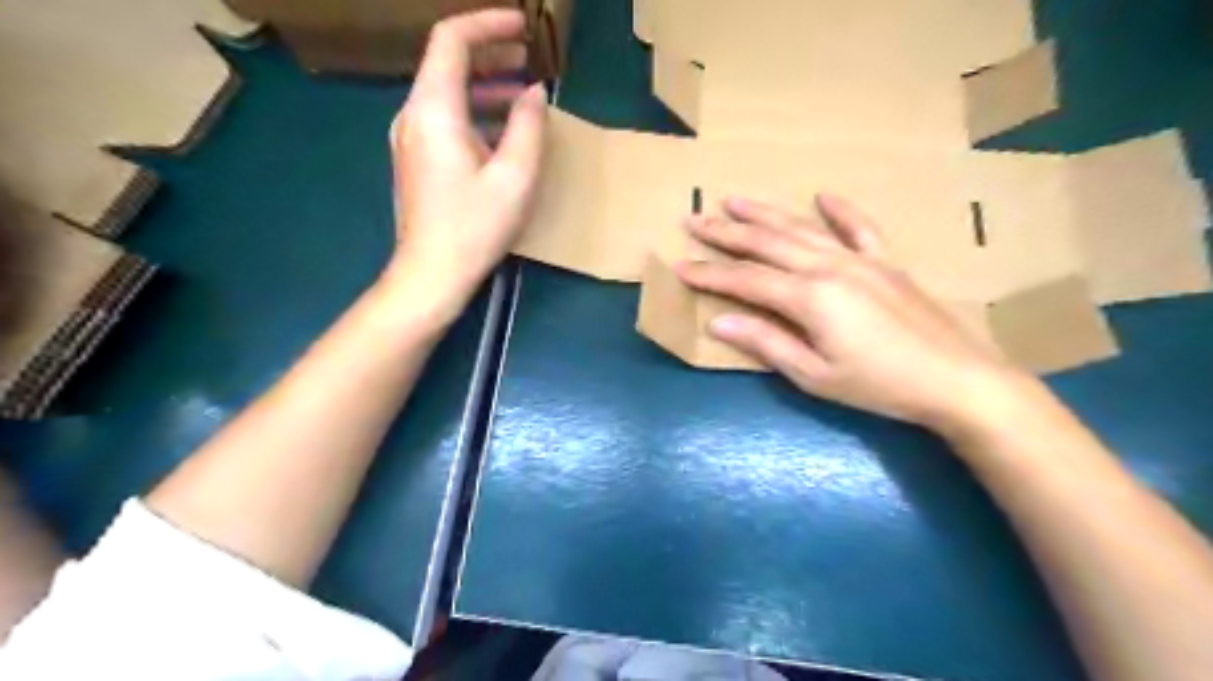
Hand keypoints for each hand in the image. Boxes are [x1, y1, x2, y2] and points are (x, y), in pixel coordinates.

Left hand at [382, 9, 545, 320]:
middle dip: (489, 53)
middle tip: (528, 56)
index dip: (486, 24)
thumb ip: (528, 127)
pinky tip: (501, 131)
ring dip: (483, 85)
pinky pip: (443, 119)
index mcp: (434, 110)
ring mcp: (409, 139)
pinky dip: (473, 112)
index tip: (522, 26)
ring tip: (521, 92)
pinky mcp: (415, 160)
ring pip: (445, 93)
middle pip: (446, 63)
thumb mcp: (514, 177)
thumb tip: (534, 93)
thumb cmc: (474, 227)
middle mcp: (413, 115)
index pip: (451, 40)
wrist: (430, 273)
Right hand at [678, 195, 1035, 432]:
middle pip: (767, 243)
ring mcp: (860, 259)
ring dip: (765, 213)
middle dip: (726, 232)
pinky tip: (822, 195)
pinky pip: (859, 227)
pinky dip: (839, 210)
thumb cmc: (879, 386)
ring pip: (802, 228)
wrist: (957, 380)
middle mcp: (829, 266)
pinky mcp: (885, 262)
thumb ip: (766, 343)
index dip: (709, 273)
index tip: (680, 265)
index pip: (745, 280)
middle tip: (694, 219)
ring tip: (735, 199)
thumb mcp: (814, 375)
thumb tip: (718, 322)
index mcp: (809, 297)